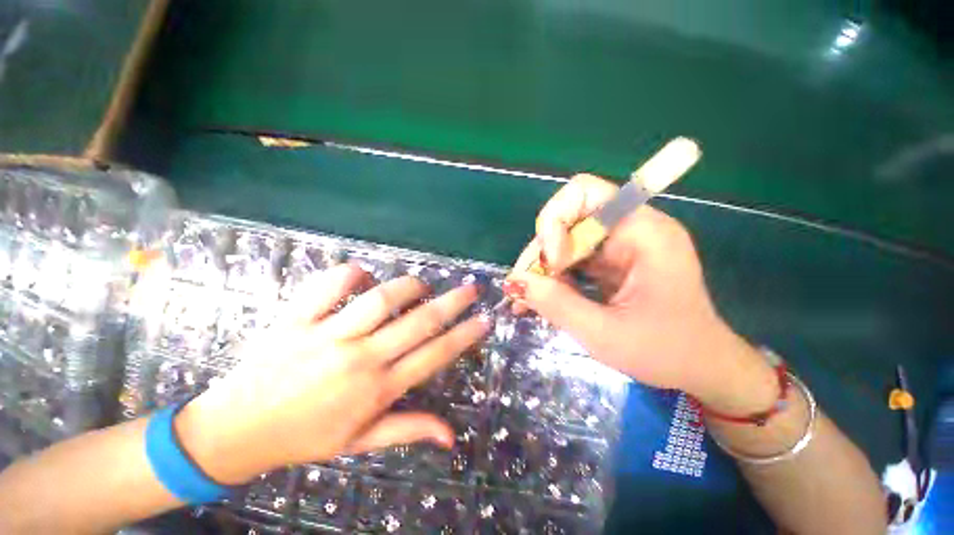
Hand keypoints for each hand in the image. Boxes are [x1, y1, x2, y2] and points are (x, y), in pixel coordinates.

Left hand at [174, 263, 490, 484]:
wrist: (234, 432)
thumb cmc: (304, 438)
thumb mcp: (360, 443)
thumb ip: (408, 431)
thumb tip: (451, 436)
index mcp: (377, 389)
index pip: (434, 356)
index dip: (464, 336)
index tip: (485, 320)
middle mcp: (360, 359)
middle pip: (419, 322)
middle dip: (453, 302)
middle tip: (471, 288)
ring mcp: (327, 336)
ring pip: (381, 299)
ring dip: (408, 286)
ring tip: (420, 285)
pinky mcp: (296, 320)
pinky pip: (329, 285)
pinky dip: (352, 274)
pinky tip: (362, 278)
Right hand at [507, 175, 777, 412]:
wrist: (700, 368)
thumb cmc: (665, 352)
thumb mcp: (605, 334)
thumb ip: (557, 305)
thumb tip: (515, 281)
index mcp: (643, 233)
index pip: (585, 192)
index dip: (556, 220)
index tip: (553, 263)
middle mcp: (629, 229)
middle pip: (566, 219)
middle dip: (541, 253)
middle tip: (527, 289)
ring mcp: (617, 245)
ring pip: (562, 241)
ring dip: (541, 268)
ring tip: (526, 301)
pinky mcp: (608, 261)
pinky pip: (569, 258)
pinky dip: (551, 277)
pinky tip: (539, 299)